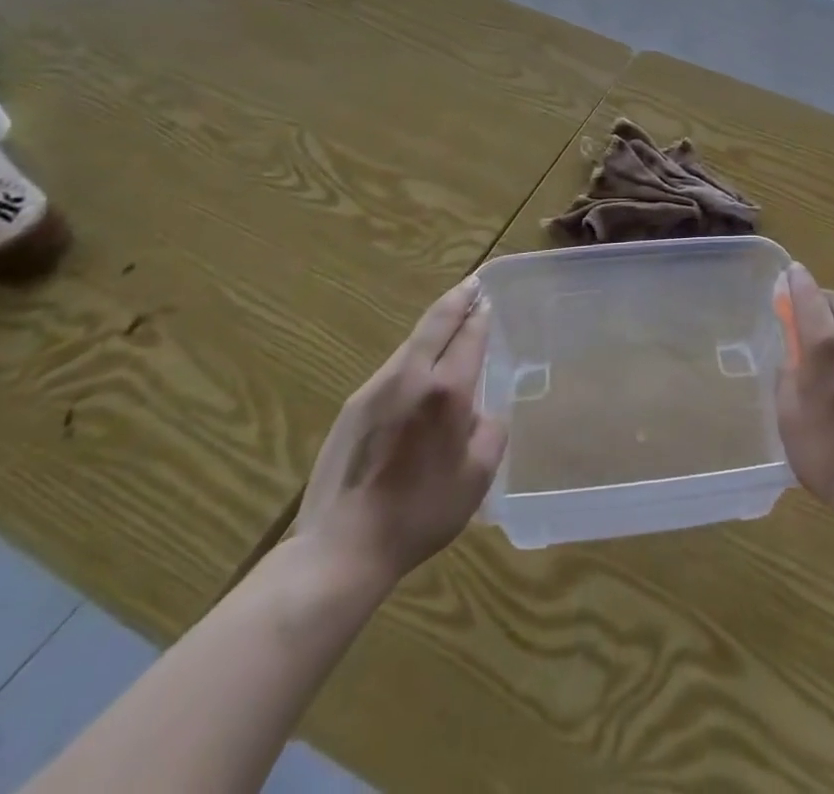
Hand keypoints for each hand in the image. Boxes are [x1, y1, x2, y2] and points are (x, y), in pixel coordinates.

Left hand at [294, 276, 506, 592]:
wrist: (342, 547)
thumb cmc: (420, 513)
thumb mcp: (477, 477)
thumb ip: (491, 433)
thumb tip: (483, 413)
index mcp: (447, 391)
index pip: (469, 336)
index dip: (480, 315)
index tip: (487, 299)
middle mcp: (411, 377)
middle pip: (436, 322)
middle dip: (456, 299)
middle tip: (472, 284)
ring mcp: (376, 389)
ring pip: (411, 344)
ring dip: (433, 328)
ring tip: (449, 324)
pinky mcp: (353, 407)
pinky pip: (392, 369)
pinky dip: (413, 357)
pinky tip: (418, 373)